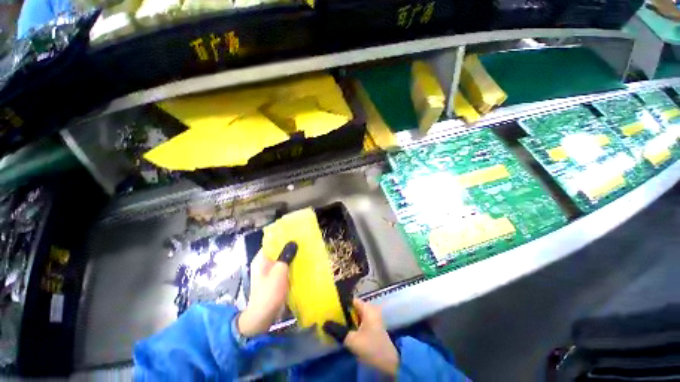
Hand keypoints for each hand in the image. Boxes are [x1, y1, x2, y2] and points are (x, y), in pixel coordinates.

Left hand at [238, 242, 296, 336]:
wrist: (262, 317)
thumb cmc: (269, 293)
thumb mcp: (279, 272)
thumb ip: (286, 256)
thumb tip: (293, 242)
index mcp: (261, 258)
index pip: (272, 241)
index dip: (283, 237)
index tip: (296, 234)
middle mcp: (264, 263)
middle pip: (278, 250)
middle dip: (290, 247)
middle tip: (303, 243)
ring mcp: (268, 272)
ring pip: (281, 259)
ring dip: (291, 257)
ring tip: (304, 252)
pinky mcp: (273, 279)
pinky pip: (283, 268)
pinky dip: (290, 266)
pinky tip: (300, 265)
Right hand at [323, 299, 398, 375]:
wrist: (389, 362)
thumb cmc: (371, 346)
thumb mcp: (352, 340)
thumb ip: (338, 331)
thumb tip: (324, 323)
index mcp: (367, 308)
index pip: (351, 300)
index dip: (341, 303)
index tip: (330, 307)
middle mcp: (370, 310)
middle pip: (353, 307)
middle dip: (343, 312)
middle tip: (330, 316)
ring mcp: (373, 319)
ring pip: (356, 315)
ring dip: (347, 319)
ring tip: (334, 322)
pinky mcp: (373, 328)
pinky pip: (360, 322)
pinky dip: (353, 324)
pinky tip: (344, 330)